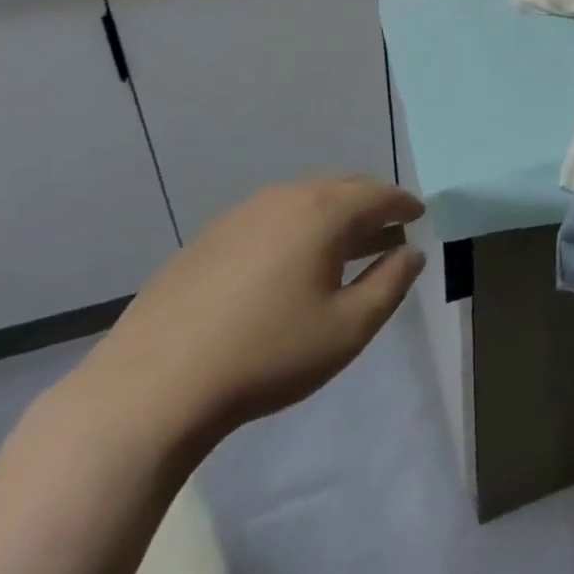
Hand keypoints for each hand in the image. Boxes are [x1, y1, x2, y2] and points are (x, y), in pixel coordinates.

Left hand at [75, 175, 425, 446]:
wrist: (154, 385)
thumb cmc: (268, 354)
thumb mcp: (347, 329)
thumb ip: (390, 285)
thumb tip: (412, 253)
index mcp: (324, 212)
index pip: (379, 194)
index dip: (404, 203)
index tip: (419, 215)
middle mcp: (285, 198)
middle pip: (342, 188)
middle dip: (371, 204)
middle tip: (388, 228)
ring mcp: (242, 213)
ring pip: (304, 199)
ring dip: (333, 215)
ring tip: (344, 246)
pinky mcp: (210, 236)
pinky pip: (271, 216)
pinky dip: (296, 227)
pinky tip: (289, 263)